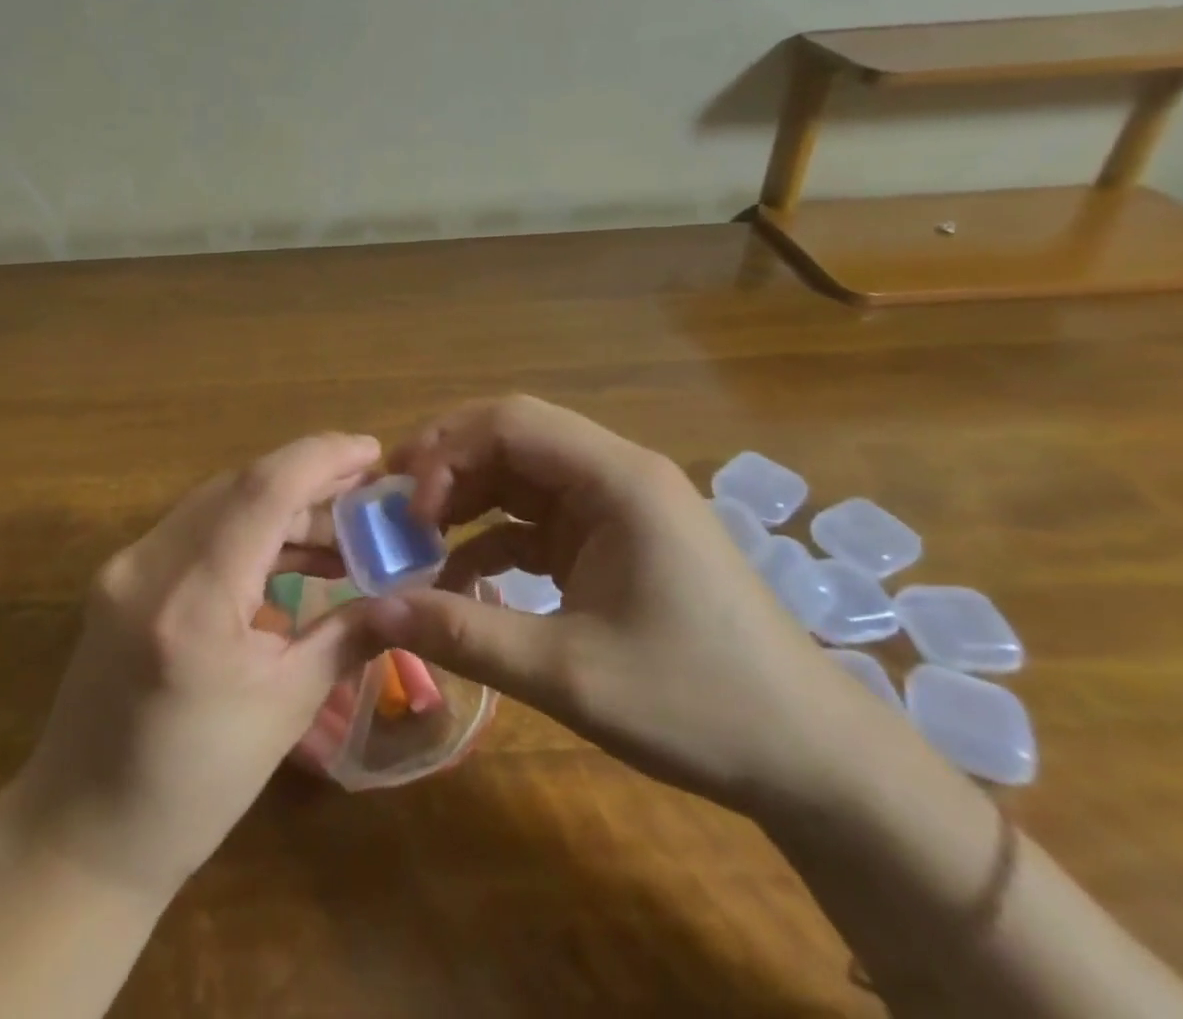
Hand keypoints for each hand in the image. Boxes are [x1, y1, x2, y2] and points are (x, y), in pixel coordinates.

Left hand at [5, 433, 382, 897]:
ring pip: (217, 503)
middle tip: (367, 495)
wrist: (82, 833)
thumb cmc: (193, 787)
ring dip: (279, 508)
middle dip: (309, 481)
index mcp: (192, 601)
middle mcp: (149, 564)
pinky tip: (289, 556)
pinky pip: (195, 530)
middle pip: (240, 487)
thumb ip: (347, 635)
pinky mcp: (121, 575)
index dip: (321, 457)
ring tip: (341, 533)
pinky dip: (246, 531)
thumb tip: (403, 597)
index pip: (262, 490)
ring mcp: (126, 566)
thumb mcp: (284, 709)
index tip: (373, 450)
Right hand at [365, 396, 867, 812]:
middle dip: (447, 465)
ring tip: (415, 538)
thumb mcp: (568, 674)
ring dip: (465, 498)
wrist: (810, 759)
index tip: (408, 512)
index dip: (446, 452)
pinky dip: (493, 536)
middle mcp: (616, 474)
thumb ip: (464, 635)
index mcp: (616, 479)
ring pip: (520, 474)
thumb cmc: (697, 705)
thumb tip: (372, 614)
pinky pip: (537, 518)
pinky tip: (459, 576)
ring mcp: (616, 506)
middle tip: (393, 508)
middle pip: (512, 436)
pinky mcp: (614, 539)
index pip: (511, 423)